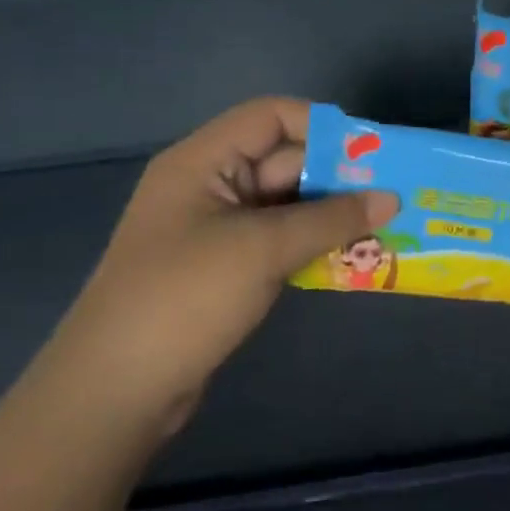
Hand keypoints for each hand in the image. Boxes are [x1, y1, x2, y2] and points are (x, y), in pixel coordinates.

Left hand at [42, 97, 397, 437]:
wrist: (115, 392)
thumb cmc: (185, 298)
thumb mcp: (263, 248)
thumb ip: (331, 218)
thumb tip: (391, 198)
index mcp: (202, 161)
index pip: (271, 117)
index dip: (323, 127)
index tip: (373, 152)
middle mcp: (210, 185)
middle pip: (283, 160)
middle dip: (339, 175)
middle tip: (394, 191)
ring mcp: (216, 229)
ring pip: (287, 203)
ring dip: (332, 212)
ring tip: (386, 223)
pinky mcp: (225, 267)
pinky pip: (279, 238)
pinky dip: (314, 242)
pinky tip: (354, 254)